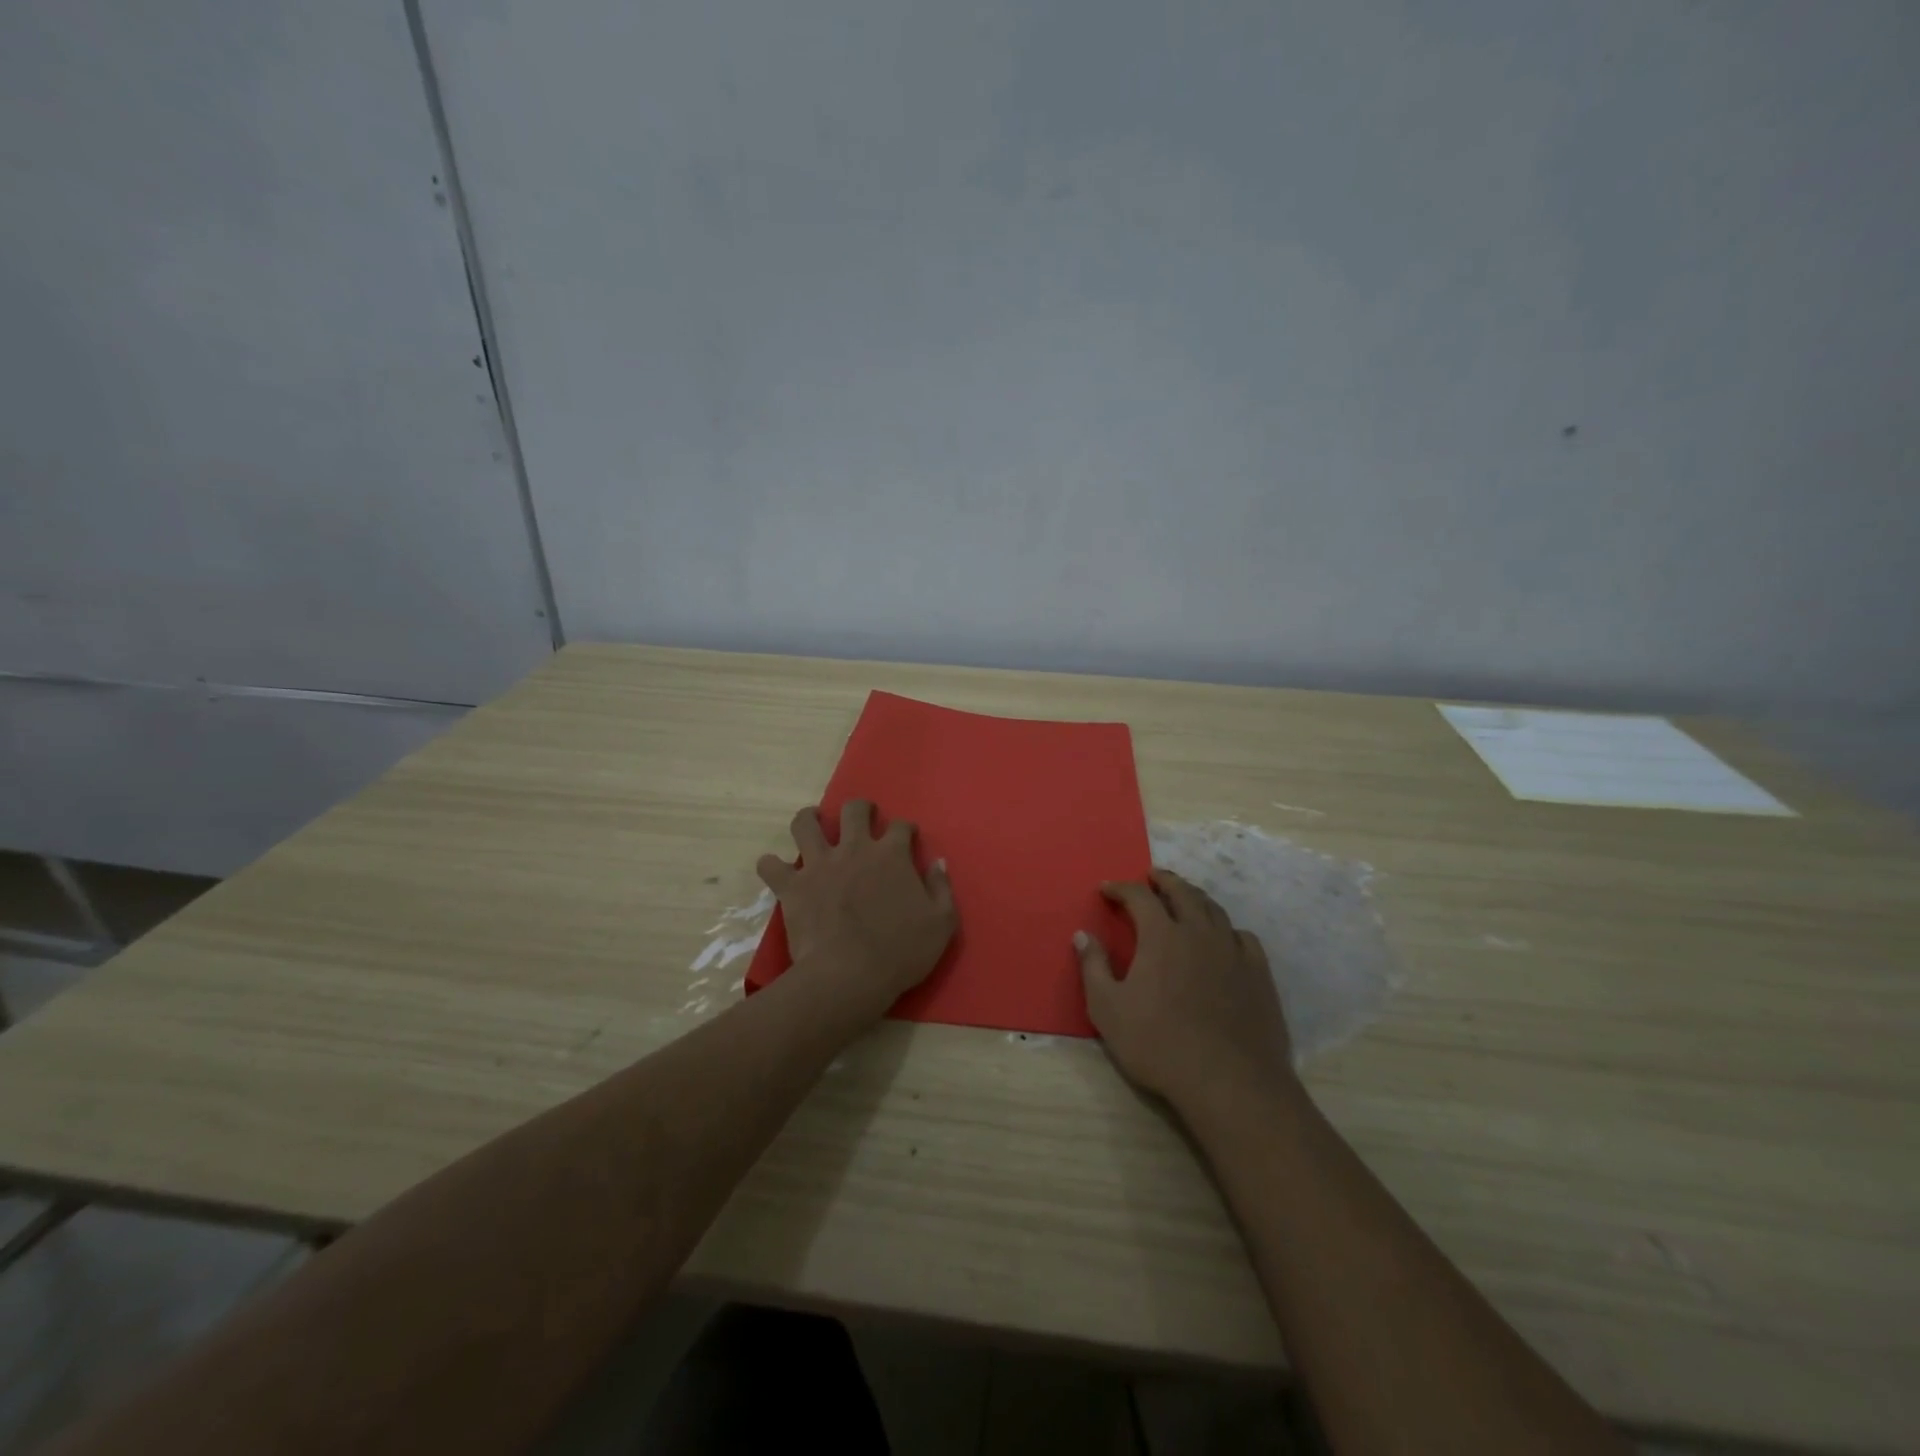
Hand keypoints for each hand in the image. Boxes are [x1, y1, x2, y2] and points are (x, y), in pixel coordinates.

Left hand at [757, 801, 957, 1016]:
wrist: (849, 975)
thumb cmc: (900, 952)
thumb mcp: (942, 923)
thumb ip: (941, 888)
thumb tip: (937, 862)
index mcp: (891, 855)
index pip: (901, 827)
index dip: (906, 830)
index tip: (907, 838)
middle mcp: (854, 849)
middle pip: (853, 810)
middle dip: (860, 809)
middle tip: (862, 819)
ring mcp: (819, 865)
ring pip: (805, 824)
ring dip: (809, 819)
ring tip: (812, 823)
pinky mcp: (792, 886)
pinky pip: (771, 866)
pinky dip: (771, 865)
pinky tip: (775, 868)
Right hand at [1075, 870, 1294, 1110]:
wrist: (1229, 1082)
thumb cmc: (1159, 1044)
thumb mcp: (1108, 1009)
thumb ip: (1094, 967)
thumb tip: (1083, 935)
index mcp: (1162, 935)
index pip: (1139, 897)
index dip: (1121, 888)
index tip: (1107, 888)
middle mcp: (1199, 932)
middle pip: (1182, 892)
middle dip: (1164, 880)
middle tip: (1152, 877)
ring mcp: (1233, 951)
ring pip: (1214, 910)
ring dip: (1195, 898)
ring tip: (1185, 899)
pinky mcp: (1259, 974)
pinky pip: (1242, 937)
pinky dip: (1227, 929)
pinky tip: (1224, 939)